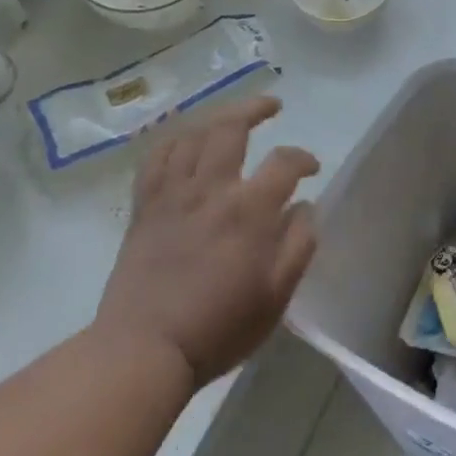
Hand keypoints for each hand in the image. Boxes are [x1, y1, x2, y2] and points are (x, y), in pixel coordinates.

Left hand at [94, 97, 319, 389]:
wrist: (144, 349)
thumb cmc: (218, 327)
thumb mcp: (275, 297)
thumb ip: (298, 245)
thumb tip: (305, 206)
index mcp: (248, 210)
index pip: (284, 162)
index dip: (303, 158)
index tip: (312, 168)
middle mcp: (210, 188)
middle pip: (231, 126)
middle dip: (255, 108)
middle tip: (272, 106)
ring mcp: (172, 193)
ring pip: (193, 134)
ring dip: (216, 118)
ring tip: (231, 118)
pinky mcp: (145, 205)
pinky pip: (157, 157)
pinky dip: (174, 140)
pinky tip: (185, 139)